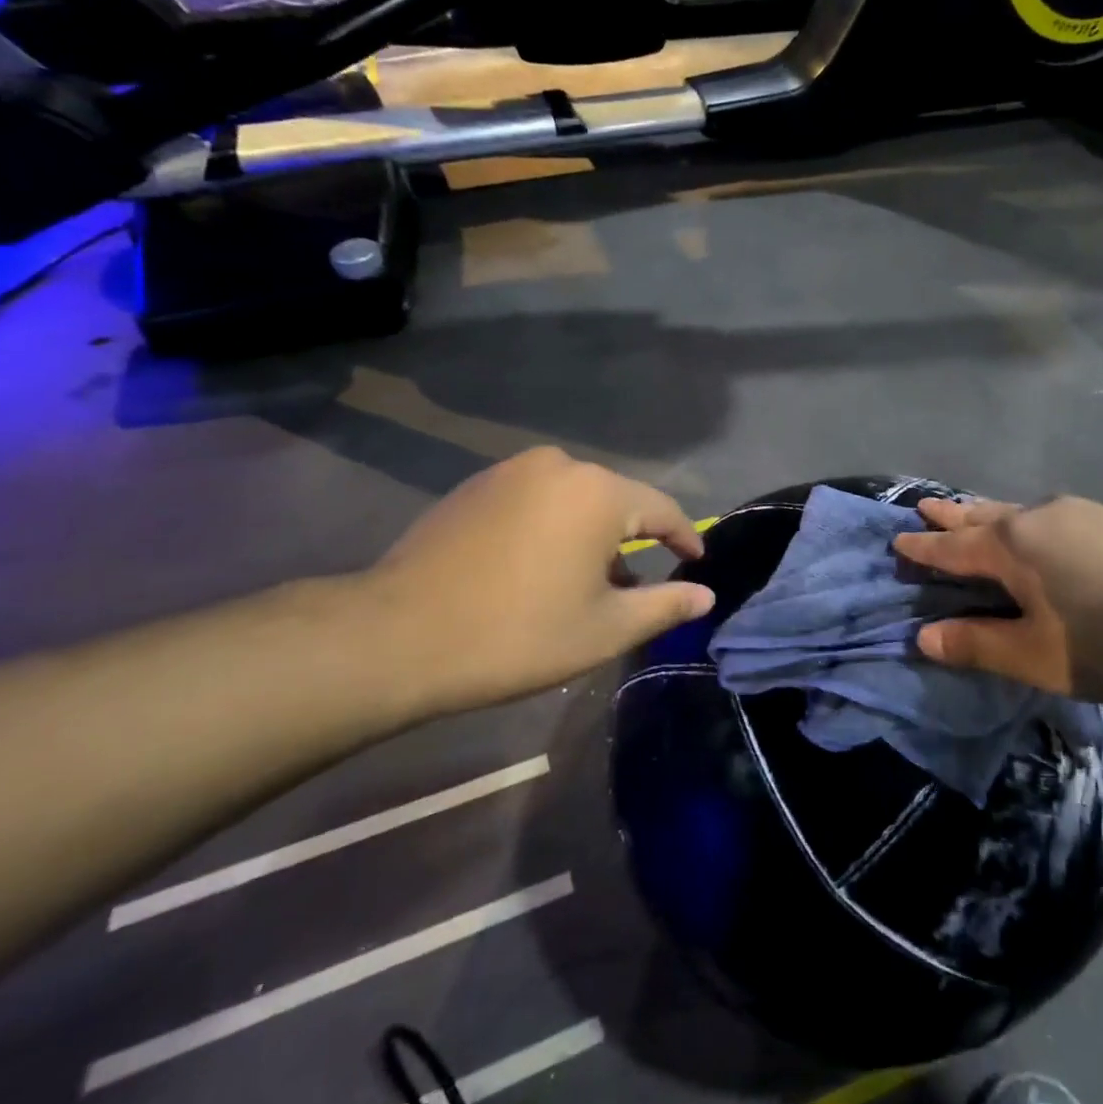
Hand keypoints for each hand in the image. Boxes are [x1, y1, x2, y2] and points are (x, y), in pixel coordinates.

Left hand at [358, 448, 713, 717]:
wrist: (396, 637)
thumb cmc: (518, 634)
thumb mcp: (605, 628)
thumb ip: (665, 605)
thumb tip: (705, 594)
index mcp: (598, 491)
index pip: (662, 509)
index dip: (684, 537)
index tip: (695, 562)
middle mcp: (558, 466)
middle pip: (615, 501)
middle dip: (631, 541)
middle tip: (634, 588)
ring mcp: (509, 471)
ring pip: (572, 500)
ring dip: (588, 536)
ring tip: (583, 584)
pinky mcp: (473, 487)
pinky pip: (533, 501)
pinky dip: (549, 529)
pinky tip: (536, 569)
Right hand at [892, 496, 1102, 704]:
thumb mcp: (1041, 657)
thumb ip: (980, 645)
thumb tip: (925, 637)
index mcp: (1012, 546)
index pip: (952, 548)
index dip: (922, 549)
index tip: (896, 540)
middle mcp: (1038, 517)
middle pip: (980, 516)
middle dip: (949, 517)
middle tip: (922, 508)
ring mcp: (1079, 513)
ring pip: (1015, 512)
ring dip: (986, 514)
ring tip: (969, 514)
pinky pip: (1045, 516)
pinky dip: (1020, 522)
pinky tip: (1036, 533)